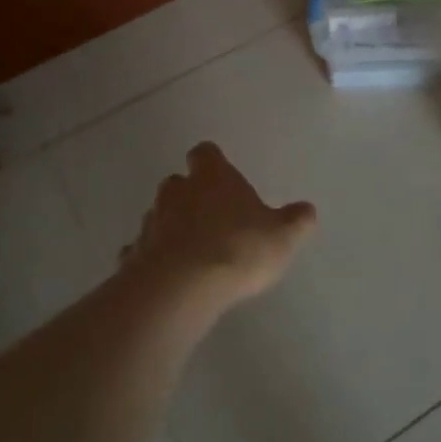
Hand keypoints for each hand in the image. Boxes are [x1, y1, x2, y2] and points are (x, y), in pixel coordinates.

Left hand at [124, 142, 316, 307]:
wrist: (181, 288)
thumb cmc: (238, 249)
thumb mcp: (282, 237)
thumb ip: (296, 221)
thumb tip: (308, 209)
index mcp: (213, 178)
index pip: (205, 153)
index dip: (211, 161)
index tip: (218, 172)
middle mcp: (177, 192)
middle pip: (177, 183)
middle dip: (189, 195)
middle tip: (209, 216)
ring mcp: (151, 223)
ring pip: (158, 215)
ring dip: (170, 226)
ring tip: (189, 251)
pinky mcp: (133, 256)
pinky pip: (141, 251)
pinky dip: (151, 258)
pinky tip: (166, 276)